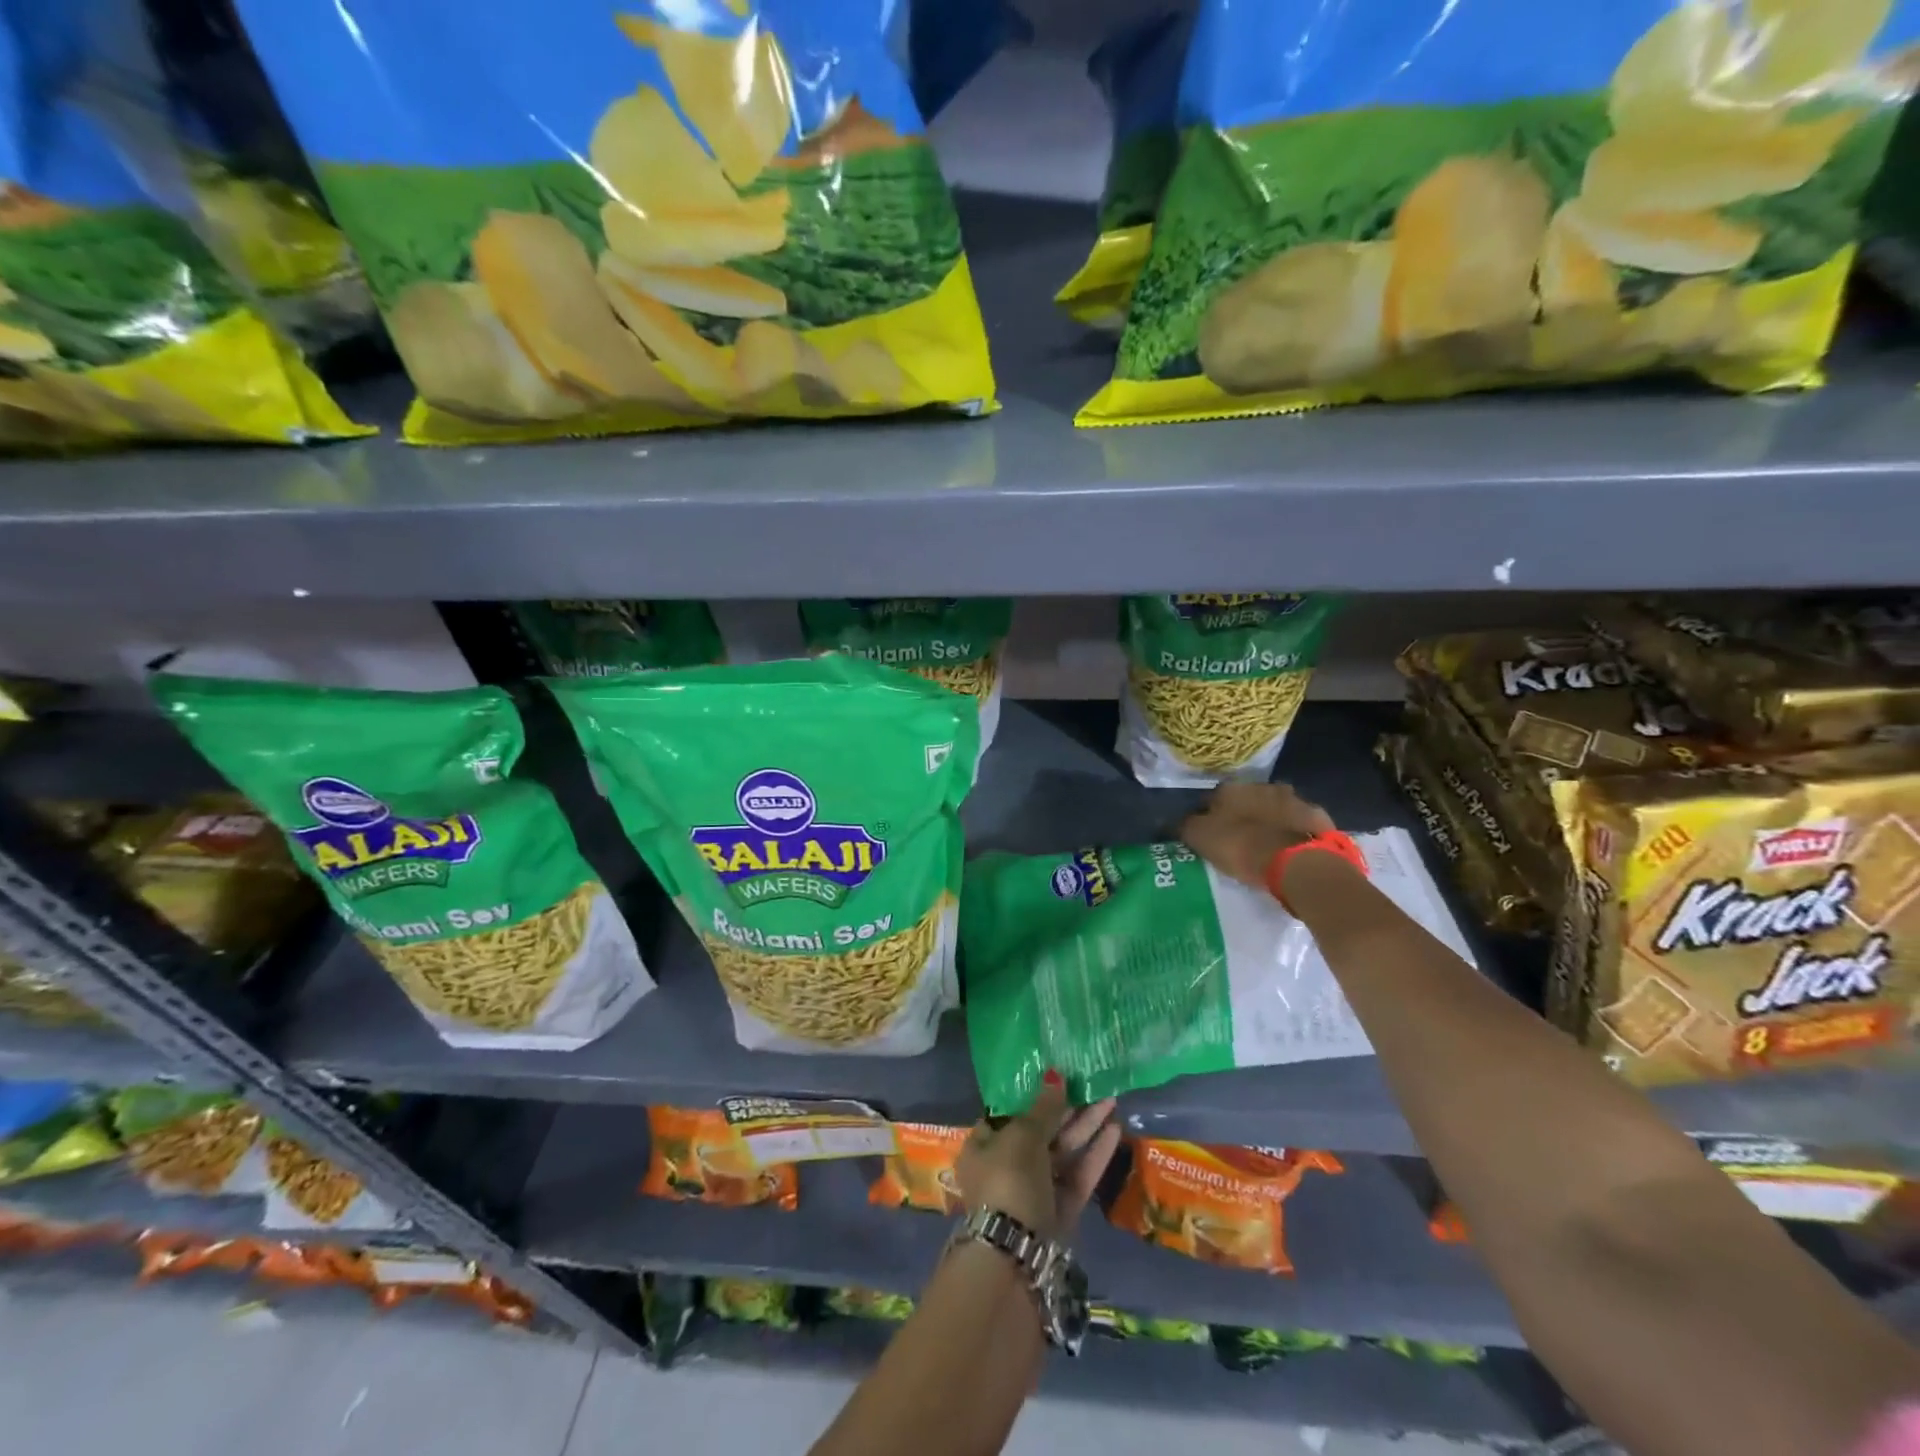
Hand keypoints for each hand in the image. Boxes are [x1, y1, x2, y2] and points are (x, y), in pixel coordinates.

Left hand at [956, 1075, 1120, 1238]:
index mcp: (983, 1146)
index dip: (1032, 1095)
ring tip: (1110, 1099)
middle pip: (1040, 1132)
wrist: (1015, 1256)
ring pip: (1063, 1153)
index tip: (1057, 1077)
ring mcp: (1034, 1192)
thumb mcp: (1022, 1136)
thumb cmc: (1008, 1180)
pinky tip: (1115, 1131)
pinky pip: (1077, 1176)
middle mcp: (1006, 1167)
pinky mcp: (1059, 1212)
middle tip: (1092, 1084)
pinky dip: (1094, 1155)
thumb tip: (1055, 1076)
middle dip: (1067, 1110)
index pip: (1008, 1113)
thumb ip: (1043, 1108)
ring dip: (1086, 1128)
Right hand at [1180, 781, 1337, 888]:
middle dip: (1241, 815)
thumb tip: (1174, 822)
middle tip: (1238, 840)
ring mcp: (1294, 800)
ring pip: (1275, 809)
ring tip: (1265, 847)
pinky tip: (1290, 850)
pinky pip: (1299, 824)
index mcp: (1231, 789)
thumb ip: (1185, 826)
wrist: (1298, 862)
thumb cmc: (1242, 846)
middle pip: (1246, 801)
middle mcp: (1262, 786)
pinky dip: (1293, 833)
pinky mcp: (1318, 818)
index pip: (1210, 799)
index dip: (1207, 817)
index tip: (1207, 835)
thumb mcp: (1200, 838)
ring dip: (1269, 821)